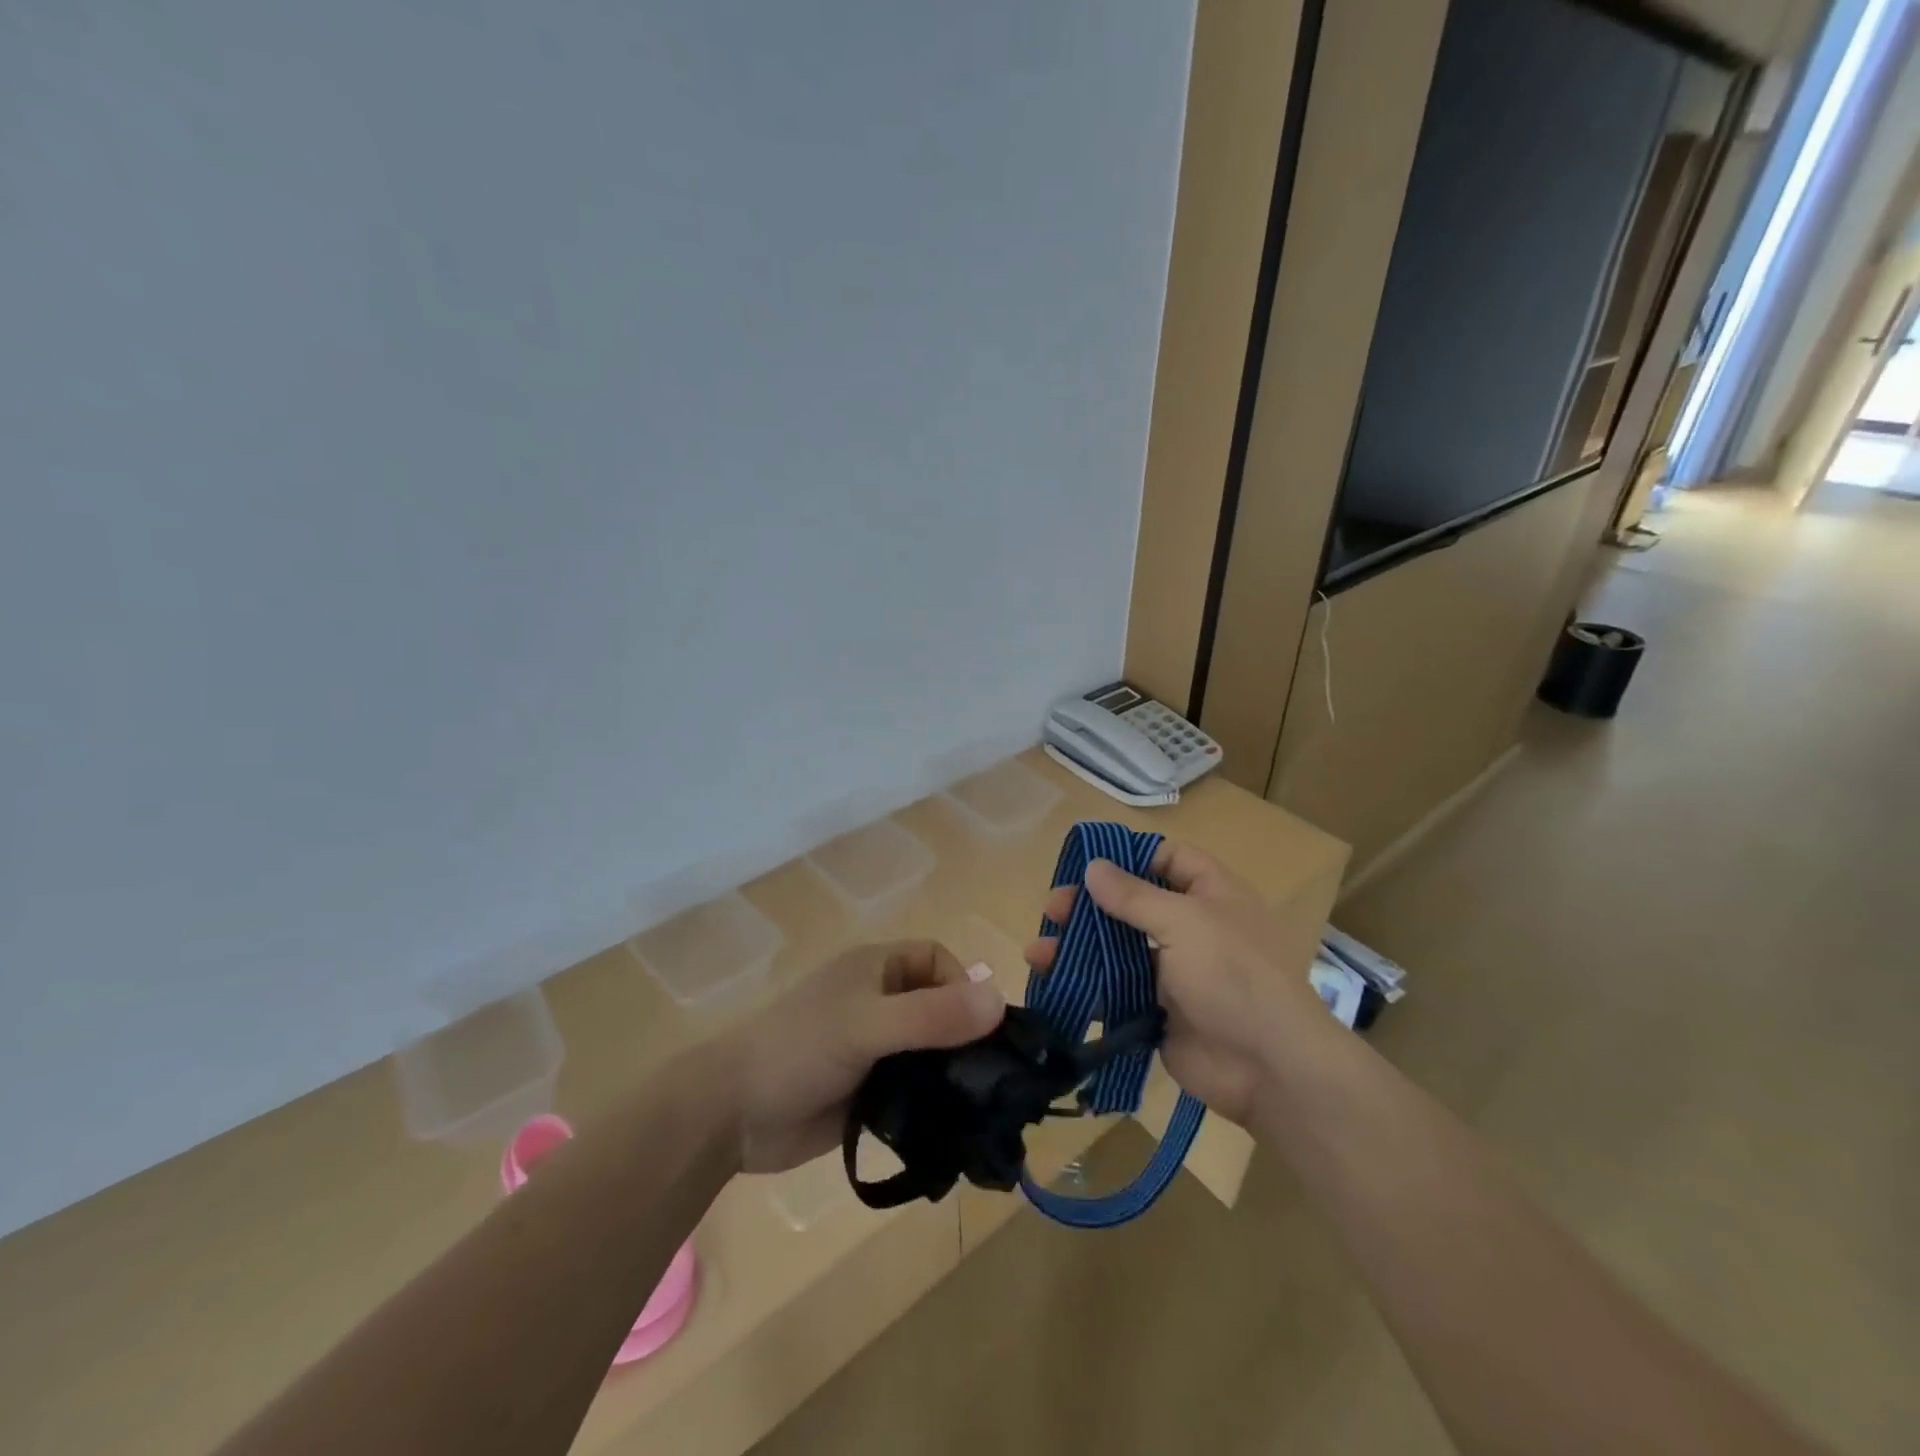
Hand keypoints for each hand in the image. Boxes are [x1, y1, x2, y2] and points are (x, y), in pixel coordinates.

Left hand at [720, 941, 1005, 1172]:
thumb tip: (999, 1001)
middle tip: (992, 1077)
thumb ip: (931, 1016)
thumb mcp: (867, 1025)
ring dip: (951, 1074)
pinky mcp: (868, 1092)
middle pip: (939, 1008)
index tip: (977, 1030)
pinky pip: (913, 1091)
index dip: (962, 986)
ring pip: (929, 1052)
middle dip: (965, 1037)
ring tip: (980, 1108)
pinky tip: (951, 1130)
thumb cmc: (798, 1049)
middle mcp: (879, 1002)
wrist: (731, 1114)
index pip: (938, 962)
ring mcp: (873, 1049)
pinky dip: (932, 1105)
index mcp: (876, 969)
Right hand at [1025, 841, 1330, 1125]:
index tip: (1086, 864)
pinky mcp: (1157, 1011)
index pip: (1168, 859)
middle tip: (1053, 910)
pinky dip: (1086, 988)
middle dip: (1090, 906)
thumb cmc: (1232, 975)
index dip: (1130, 857)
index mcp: (1210, 894)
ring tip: (1037, 953)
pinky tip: (1053, 985)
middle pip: (1133, 905)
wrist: (1269, 1068)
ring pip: (1118, 950)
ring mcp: (1174, 972)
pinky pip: (1116, 991)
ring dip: (1078, 948)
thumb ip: (1133, 896)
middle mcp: (1192, 927)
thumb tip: (1093, 867)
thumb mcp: (1183, 922)